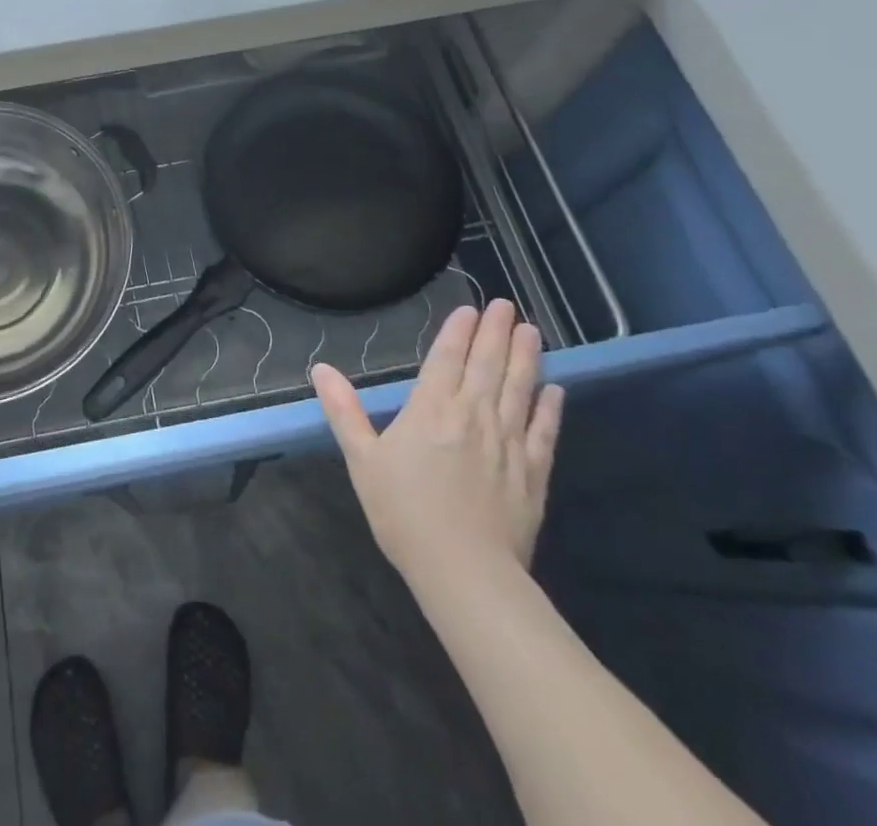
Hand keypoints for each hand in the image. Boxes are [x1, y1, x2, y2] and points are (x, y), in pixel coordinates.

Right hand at [313, 301, 562, 589]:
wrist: (465, 572)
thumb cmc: (404, 512)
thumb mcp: (362, 460)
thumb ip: (344, 411)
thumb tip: (321, 369)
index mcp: (431, 409)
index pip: (447, 359)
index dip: (458, 331)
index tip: (470, 308)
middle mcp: (473, 415)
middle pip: (487, 365)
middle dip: (495, 332)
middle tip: (505, 304)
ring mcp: (508, 443)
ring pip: (519, 389)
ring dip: (525, 357)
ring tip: (530, 330)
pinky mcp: (533, 472)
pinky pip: (544, 431)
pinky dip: (550, 408)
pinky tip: (555, 390)